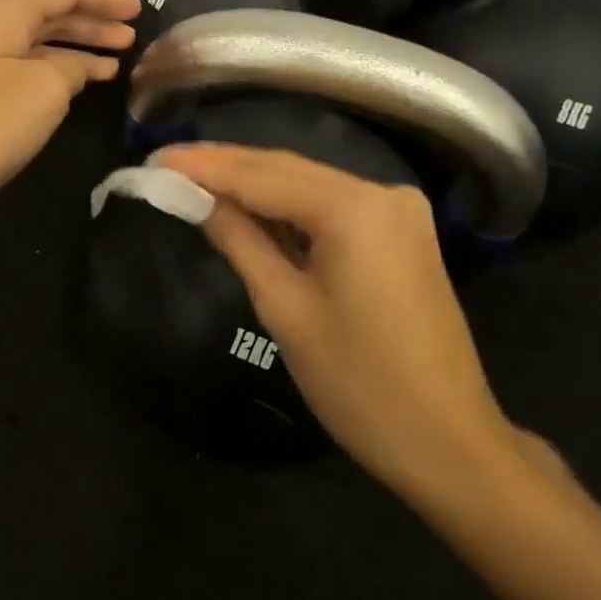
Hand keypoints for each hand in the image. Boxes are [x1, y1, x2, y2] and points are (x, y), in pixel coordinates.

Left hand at [0, 0, 138, 235]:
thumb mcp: (43, 90)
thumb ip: (70, 69)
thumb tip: (73, 68)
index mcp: (5, 13)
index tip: (139, 9)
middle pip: (49, 14)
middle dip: (93, 24)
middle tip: (131, 39)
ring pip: (36, 46)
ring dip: (75, 52)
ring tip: (113, 66)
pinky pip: (21, 72)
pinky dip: (52, 76)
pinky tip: (69, 92)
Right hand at [159, 144, 532, 501]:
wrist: (447, 440)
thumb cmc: (358, 383)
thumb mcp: (286, 309)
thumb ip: (239, 240)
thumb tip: (196, 199)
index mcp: (354, 208)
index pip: (261, 175)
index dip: (203, 166)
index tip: (154, 159)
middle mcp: (382, 193)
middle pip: (287, 169)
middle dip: (225, 166)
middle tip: (165, 163)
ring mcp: (398, 212)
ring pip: (309, 185)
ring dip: (253, 184)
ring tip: (193, 178)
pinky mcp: (401, 234)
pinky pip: (332, 208)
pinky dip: (288, 208)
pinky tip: (248, 206)